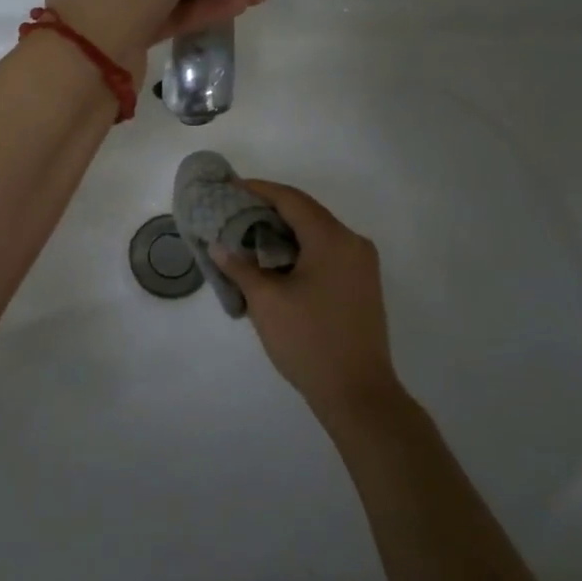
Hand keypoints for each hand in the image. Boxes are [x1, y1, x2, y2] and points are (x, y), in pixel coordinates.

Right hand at [216, 180, 403, 428]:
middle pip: (306, 212)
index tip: (230, 187)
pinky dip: (301, 248)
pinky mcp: (362, 283)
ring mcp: (362, 264)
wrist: (358, 393)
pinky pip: (328, 251)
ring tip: (248, 234)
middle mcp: (353, 242)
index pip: (291, 199)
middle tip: (234, 211)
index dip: (259, 189)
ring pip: (318, 233)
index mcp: (332, 239)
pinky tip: (276, 260)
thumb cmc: (309, 342)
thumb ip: (241, 267)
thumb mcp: (267, 302)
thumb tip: (219, 245)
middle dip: (269, 209)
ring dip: (285, 230)